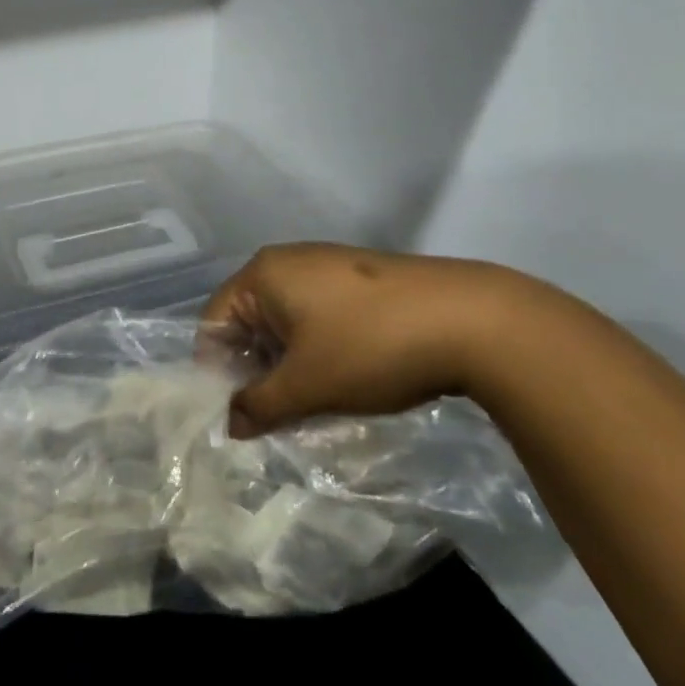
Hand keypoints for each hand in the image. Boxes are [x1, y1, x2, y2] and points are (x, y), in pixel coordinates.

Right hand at [202, 243, 546, 436]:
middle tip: (272, 417)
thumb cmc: (370, 347)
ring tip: (309, 405)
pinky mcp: (359, 279)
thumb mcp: (307, 386)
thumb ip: (259, 406)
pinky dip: (317, 349)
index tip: (237, 415)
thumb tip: (230, 424)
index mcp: (263, 274)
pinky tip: (342, 379)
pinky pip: (317, 316)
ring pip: (285, 322)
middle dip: (255, 371)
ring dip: (287, 365)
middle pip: (248, 321)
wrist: (471, 320)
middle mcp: (289, 261)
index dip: (216, 372)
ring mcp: (327, 266)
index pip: (213, 323)